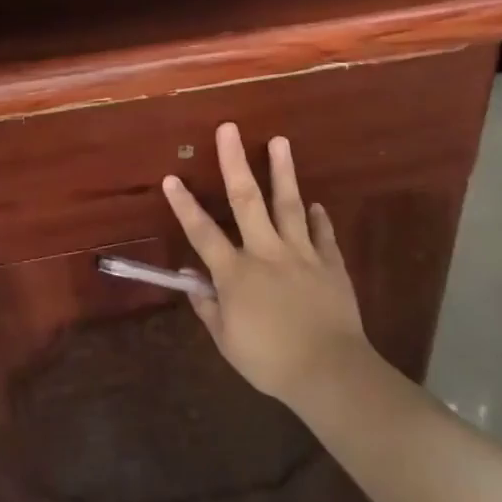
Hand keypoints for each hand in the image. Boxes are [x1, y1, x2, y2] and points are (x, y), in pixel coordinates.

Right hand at [162, 123, 369, 402]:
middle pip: (247, 200)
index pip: (202, 233)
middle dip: (234, 162)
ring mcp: (301, 254)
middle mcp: (266, 253)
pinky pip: (322, 235)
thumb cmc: (271, 361)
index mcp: (236, 273)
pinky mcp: (330, 264)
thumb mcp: (227, 341)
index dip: (184, 205)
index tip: (171, 177)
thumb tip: (191, 281)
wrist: (331, 372)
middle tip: (229, 128)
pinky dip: (318, 219)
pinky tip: (316, 204)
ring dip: (282, 172)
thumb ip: (208, 307)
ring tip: (279, 141)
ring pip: (289, 205)